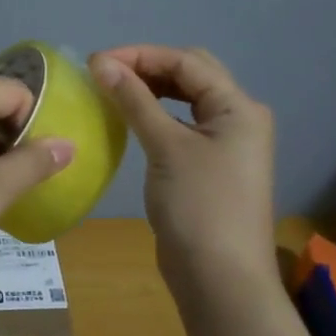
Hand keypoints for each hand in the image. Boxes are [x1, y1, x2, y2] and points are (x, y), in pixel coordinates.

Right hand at [89, 46, 276, 281]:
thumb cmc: (199, 206)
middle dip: (147, 67)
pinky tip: (130, 120)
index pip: (187, 62)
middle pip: (190, 75)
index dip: (141, 55)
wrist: (219, 279)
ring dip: (151, 90)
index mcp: (238, 107)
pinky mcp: (209, 166)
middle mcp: (238, 118)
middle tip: (104, 74)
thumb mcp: (166, 147)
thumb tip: (101, 63)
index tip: (96, 62)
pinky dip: (155, 115)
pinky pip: (181, 126)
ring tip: (112, 90)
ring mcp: (225, 144)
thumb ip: (135, 100)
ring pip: (185, 100)